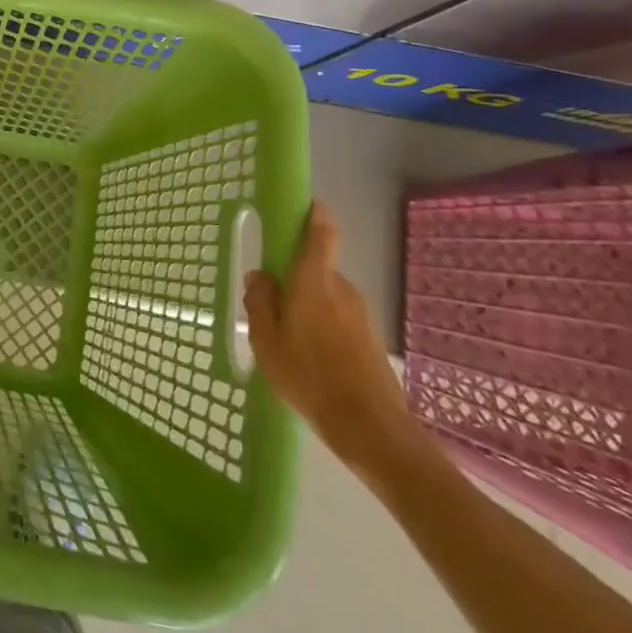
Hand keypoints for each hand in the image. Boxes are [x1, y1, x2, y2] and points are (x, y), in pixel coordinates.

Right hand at [244, 202, 419, 474]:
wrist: (371, 427)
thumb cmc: (309, 377)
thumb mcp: (266, 340)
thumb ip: (260, 302)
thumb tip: (260, 276)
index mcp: (314, 282)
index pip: (321, 234)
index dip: (315, 215)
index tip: (306, 205)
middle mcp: (341, 288)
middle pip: (316, 268)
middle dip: (294, 279)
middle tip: (272, 308)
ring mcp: (361, 313)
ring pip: (326, 295)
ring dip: (308, 307)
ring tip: (290, 342)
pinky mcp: (370, 337)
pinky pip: (339, 318)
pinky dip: (323, 327)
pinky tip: (312, 360)